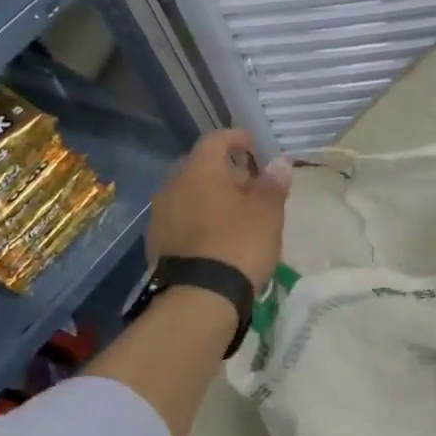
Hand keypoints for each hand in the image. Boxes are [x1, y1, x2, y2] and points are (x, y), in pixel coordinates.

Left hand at [146, 129, 290, 290]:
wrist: (199, 297)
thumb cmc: (239, 244)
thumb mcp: (267, 213)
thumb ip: (273, 184)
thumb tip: (280, 163)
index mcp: (199, 171)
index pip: (216, 140)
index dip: (236, 138)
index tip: (253, 144)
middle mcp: (172, 186)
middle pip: (201, 168)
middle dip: (226, 173)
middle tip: (251, 187)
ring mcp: (160, 215)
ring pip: (189, 195)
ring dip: (211, 198)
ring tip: (236, 215)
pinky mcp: (156, 243)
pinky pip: (181, 219)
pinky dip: (199, 219)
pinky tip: (216, 237)